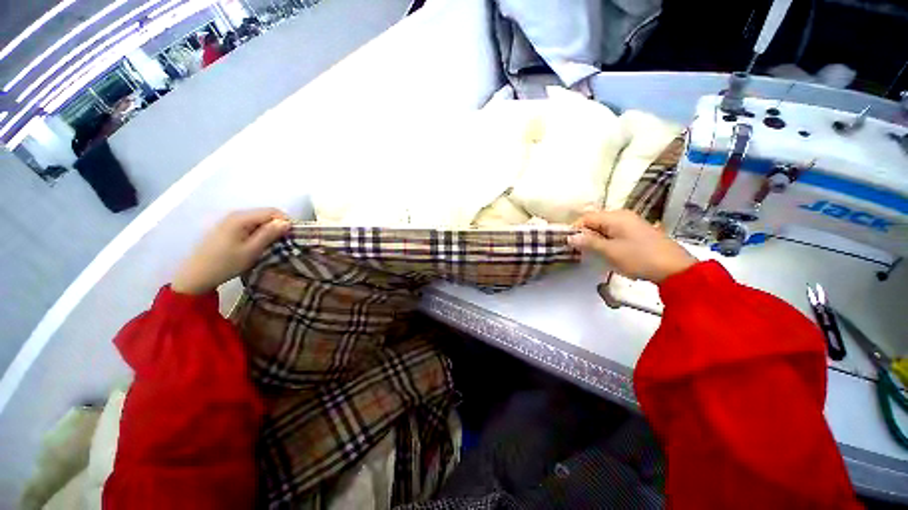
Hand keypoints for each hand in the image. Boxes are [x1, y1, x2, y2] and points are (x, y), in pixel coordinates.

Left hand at [171, 209, 291, 294]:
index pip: (272, 212)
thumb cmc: (225, 264)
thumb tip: (287, 222)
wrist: (196, 276)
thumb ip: (269, 234)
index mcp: (241, 218)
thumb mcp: (251, 250)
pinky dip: (259, 232)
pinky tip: (260, 245)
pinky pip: (250, 225)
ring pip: (259, 220)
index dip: (286, 221)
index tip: (293, 236)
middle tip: (285, 242)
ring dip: (269, 230)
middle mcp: (236, 215)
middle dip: (278, 226)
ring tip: (274, 245)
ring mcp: (230, 221)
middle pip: (266, 214)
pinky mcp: (228, 228)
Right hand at [568, 209, 695, 282]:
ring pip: (604, 228)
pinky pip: (614, 232)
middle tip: (580, 251)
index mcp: (615, 217)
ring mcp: (631, 223)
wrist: (675, 269)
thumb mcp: (610, 251)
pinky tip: (607, 252)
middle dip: (585, 235)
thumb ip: (588, 242)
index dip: (575, 229)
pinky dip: (606, 241)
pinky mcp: (637, 232)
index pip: (586, 218)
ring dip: (595, 239)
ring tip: (592, 253)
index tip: (568, 244)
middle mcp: (622, 215)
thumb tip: (569, 237)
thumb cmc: (639, 258)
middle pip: (595, 221)